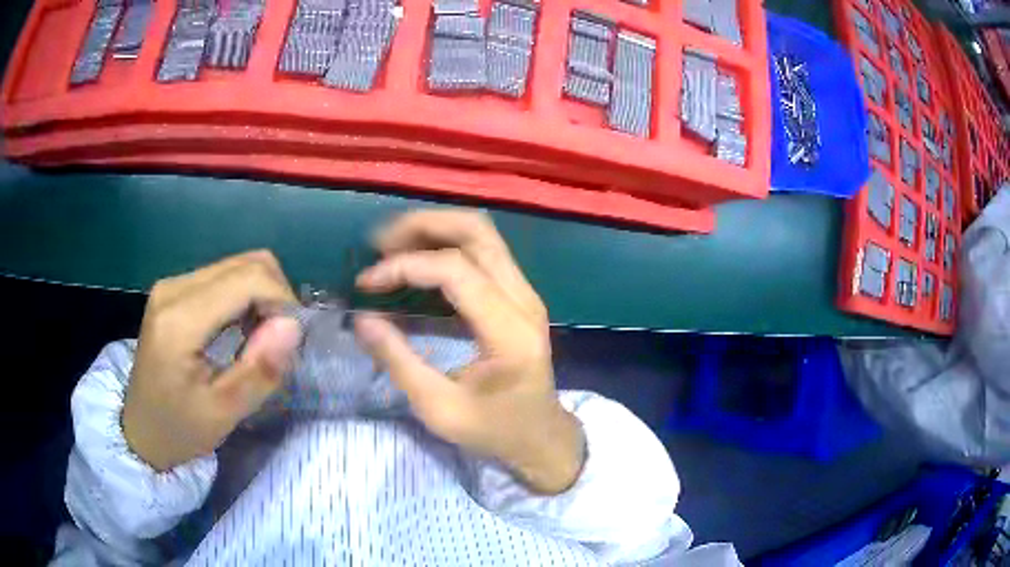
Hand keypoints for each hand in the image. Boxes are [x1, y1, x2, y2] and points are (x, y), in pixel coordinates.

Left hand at [122, 251, 301, 471]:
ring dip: (261, 296)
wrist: (141, 429)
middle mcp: (174, 287)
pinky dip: (245, 297)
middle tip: (276, 342)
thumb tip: (294, 325)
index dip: (282, 301)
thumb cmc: (180, 429)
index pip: (248, 279)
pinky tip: (241, 329)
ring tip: (259, 339)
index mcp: (180, 320)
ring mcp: (172, 284)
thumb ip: (259, 370)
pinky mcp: (175, 289)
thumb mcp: (223, 414)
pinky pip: (224, 276)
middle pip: (247, 263)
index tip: (289, 343)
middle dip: (275, 296)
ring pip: (238, 265)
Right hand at [355, 210, 585, 493]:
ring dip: (434, 229)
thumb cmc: (494, 430)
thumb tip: (361, 318)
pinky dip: (446, 245)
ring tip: (391, 247)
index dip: (405, 266)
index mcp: (509, 331)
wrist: (542, 437)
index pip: (456, 270)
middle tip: (378, 244)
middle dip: (423, 225)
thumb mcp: (439, 408)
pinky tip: (416, 261)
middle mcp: (524, 300)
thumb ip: (399, 361)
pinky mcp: (518, 296)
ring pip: (482, 234)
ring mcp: (525, 293)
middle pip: (477, 231)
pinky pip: (483, 252)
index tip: (366, 283)